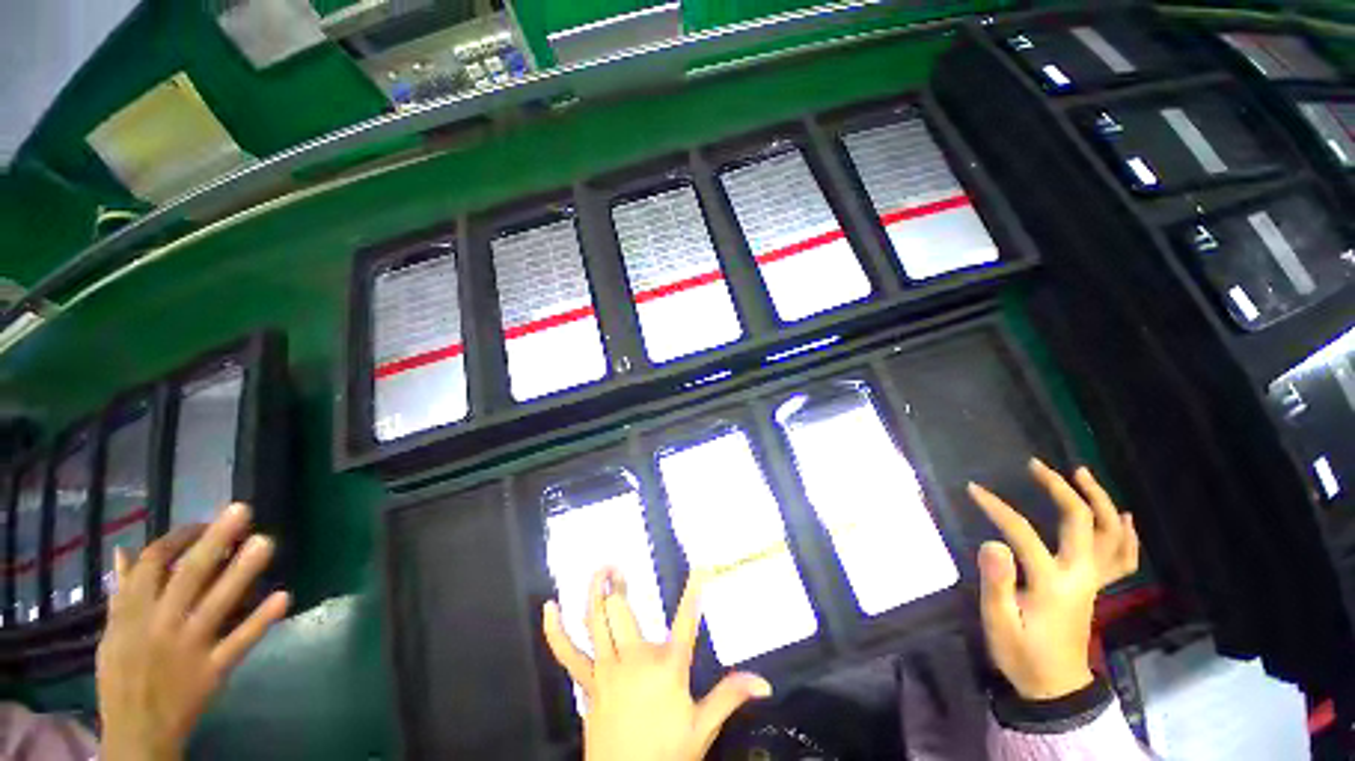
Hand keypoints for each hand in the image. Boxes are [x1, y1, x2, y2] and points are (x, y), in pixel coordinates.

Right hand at [97, 503, 290, 760]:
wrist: (135, 732)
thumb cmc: (121, 676)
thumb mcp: (112, 632)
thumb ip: (121, 593)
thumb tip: (123, 551)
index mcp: (132, 613)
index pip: (153, 563)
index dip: (180, 537)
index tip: (204, 521)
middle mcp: (160, 624)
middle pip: (189, 575)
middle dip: (215, 541)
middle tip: (244, 510)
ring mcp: (189, 647)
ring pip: (217, 603)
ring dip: (242, 572)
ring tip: (266, 542)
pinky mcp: (211, 670)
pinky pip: (238, 642)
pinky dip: (259, 621)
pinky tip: (284, 597)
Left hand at [542, 568, 772, 760]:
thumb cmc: (667, 755)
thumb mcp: (703, 728)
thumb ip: (729, 696)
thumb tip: (764, 682)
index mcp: (667, 668)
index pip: (686, 622)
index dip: (695, 592)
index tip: (701, 567)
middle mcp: (634, 660)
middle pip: (621, 612)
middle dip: (617, 586)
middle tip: (617, 567)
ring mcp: (606, 670)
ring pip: (595, 622)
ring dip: (593, 592)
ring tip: (599, 570)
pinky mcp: (587, 684)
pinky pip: (566, 653)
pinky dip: (555, 630)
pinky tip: (550, 607)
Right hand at [968, 460, 1138, 700]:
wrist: (1055, 685)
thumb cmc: (1022, 654)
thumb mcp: (999, 623)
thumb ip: (996, 583)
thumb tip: (992, 542)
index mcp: (1052, 583)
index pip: (1023, 533)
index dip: (997, 507)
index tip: (973, 489)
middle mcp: (1080, 575)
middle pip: (1081, 521)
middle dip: (1060, 488)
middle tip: (1036, 465)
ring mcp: (1094, 580)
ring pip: (1110, 533)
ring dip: (1098, 499)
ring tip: (1081, 473)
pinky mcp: (1097, 587)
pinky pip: (1123, 557)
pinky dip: (1125, 533)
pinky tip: (1121, 516)